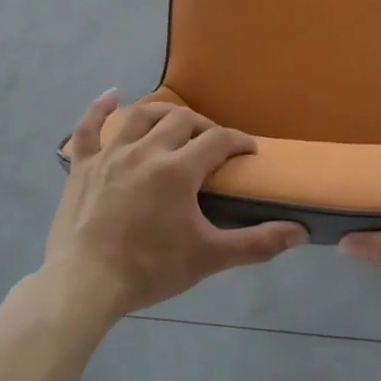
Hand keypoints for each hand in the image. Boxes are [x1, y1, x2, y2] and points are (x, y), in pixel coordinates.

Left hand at [42, 91, 305, 321]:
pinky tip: (111, 95)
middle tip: (213, 145)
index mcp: (178, 169)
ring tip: (176, 123)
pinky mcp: (82, 166)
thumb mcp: (208, 257)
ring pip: (140, 116)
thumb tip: (299, 233)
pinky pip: (88, 129)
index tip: (248, 152)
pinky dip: (99, 110)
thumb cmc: (150, 269)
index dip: (239, 141)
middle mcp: (145, 150)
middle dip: (204, 127)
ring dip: (163, 114)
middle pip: (182, 120)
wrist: (85, 284)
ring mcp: (110, 155)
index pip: (218, 140)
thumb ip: (256, 243)